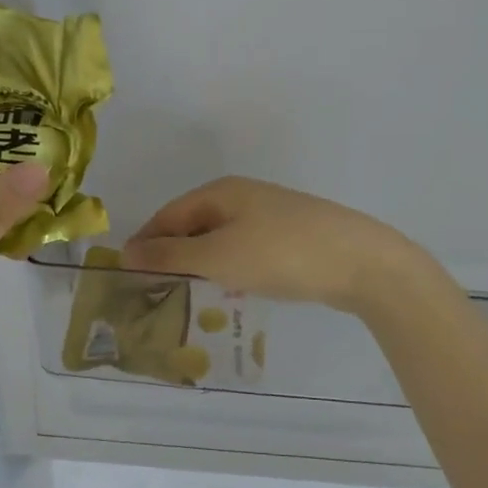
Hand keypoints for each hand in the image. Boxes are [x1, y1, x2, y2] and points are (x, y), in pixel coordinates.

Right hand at [121, 176, 429, 316]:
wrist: (361, 262)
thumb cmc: (281, 254)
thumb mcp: (218, 256)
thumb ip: (171, 255)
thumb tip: (126, 250)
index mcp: (221, 193)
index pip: (168, 215)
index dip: (146, 242)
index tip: (128, 275)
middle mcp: (243, 197)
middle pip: (194, 225)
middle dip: (173, 255)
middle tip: (154, 291)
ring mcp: (270, 216)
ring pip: (221, 239)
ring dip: (201, 264)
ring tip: (187, 295)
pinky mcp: (291, 237)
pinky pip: (246, 250)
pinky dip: (230, 268)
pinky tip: (231, 290)